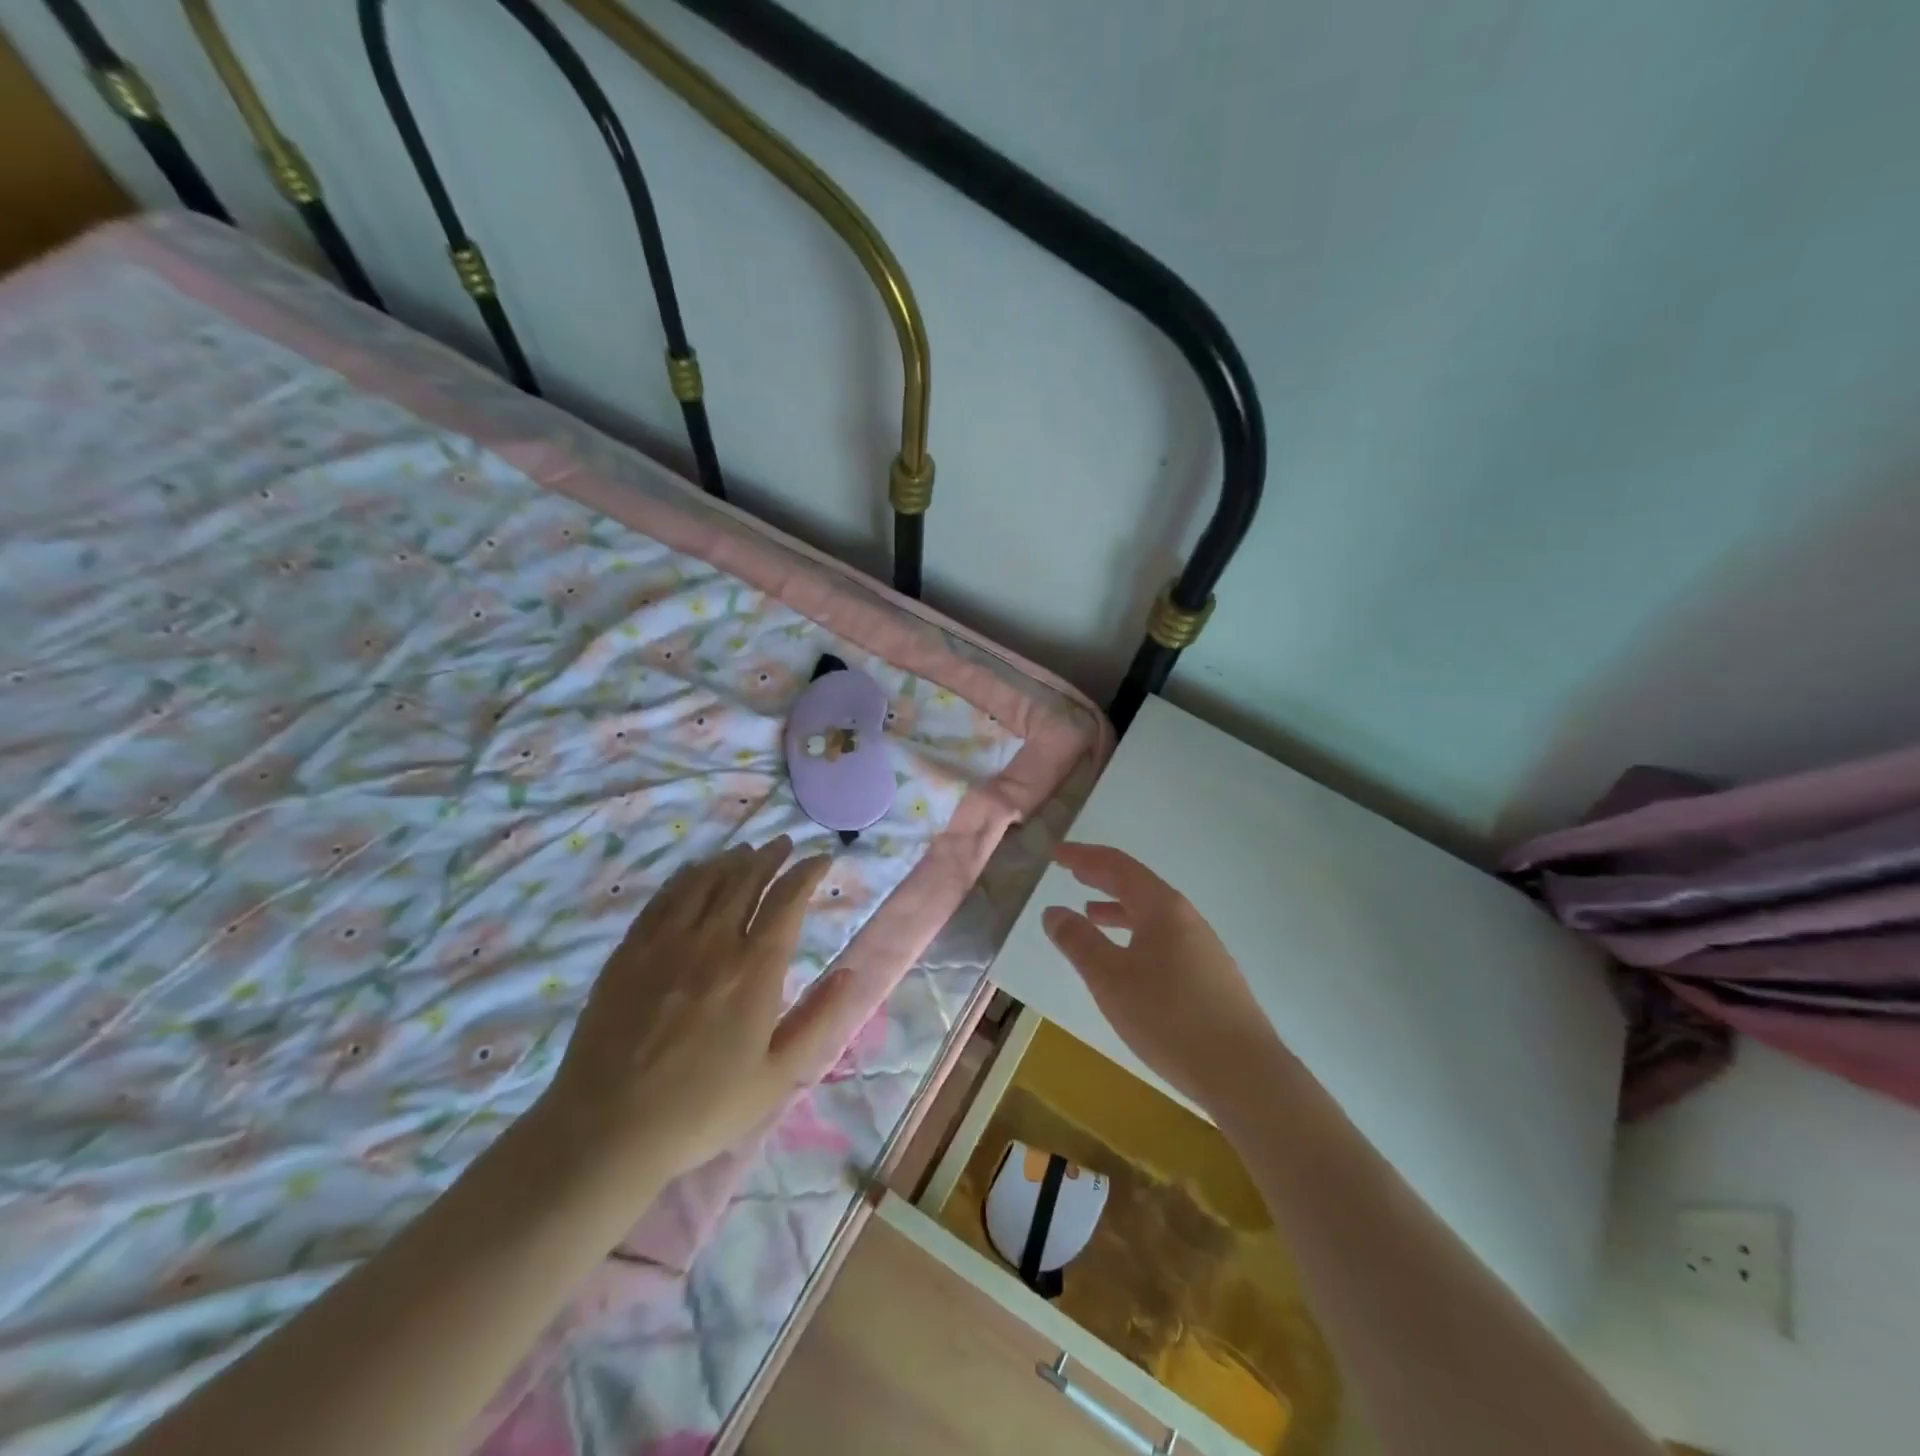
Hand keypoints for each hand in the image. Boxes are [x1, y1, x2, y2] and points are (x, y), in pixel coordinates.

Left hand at [540, 836, 858, 1181]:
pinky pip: (664, 897)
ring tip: (746, 851)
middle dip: (771, 856)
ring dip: (731, 859)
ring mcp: (665, 943)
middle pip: (746, 879)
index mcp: (754, 971)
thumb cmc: (702, 1109)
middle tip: (784, 845)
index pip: (786, 901)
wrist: (606, 1131)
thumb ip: (819, 1020)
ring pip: (705, 881)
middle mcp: (712, 943)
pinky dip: (687, 876)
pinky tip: (695, 873)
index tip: (820, 859)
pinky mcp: (629, 952)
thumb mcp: (777, 1076)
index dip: (806, 873)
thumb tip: (850, 972)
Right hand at [1041, 842, 1279, 1115]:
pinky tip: (1127, 960)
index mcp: (1162, 908)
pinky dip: (1136, 934)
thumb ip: (1079, 942)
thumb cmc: (1169, 1018)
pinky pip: (1163, 938)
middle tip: (1071, 870)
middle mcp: (1186, 918)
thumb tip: (1053, 911)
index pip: (1118, 866)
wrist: (1244, 1073)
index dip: (1084, 856)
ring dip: (1118, 908)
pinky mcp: (1210, 976)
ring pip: (1152, 914)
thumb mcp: (1110, 979)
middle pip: (1138, 885)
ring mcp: (1202, 947)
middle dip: (1101, 877)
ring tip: (1090, 913)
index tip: (1056, 854)